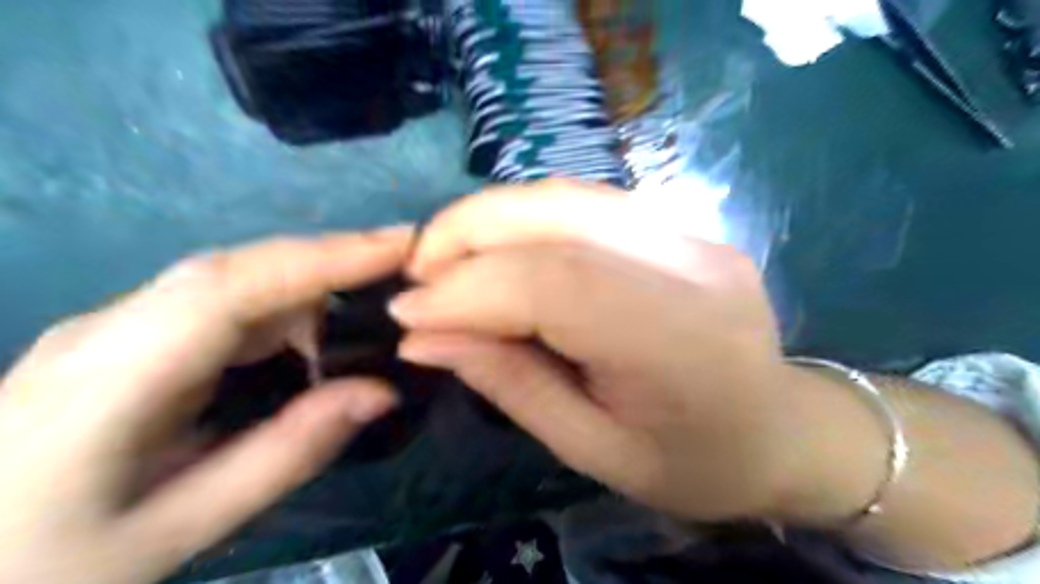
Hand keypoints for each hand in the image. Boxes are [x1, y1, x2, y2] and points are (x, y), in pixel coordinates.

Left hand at [1, 229, 411, 583]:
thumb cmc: (40, 569)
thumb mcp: (176, 531)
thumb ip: (287, 454)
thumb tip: (380, 392)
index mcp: (112, 377)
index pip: (235, 285)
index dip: (325, 257)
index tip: (401, 246)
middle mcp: (112, 328)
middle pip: (239, 268)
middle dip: (331, 260)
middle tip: (406, 269)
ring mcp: (114, 328)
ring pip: (234, 280)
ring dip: (310, 289)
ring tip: (372, 317)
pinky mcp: (126, 338)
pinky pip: (222, 303)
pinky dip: (283, 311)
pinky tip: (312, 345)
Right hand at [390, 180, 810, 519]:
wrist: (780, 431)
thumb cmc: (692, 462)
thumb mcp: (591, 449)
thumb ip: (508, 382)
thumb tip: (422, 336)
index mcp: (678, 342)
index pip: (554, 284)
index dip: (468, 289)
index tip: (406, 312)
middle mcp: (690, 265)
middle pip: (557, 215)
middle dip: (467, 231)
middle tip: (417, 269)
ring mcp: (692, 233)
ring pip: (566, 195)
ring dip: (490, 218)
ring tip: (446, 258)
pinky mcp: (683, 224)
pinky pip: (586, 204)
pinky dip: (526, 220)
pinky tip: (499, 250)